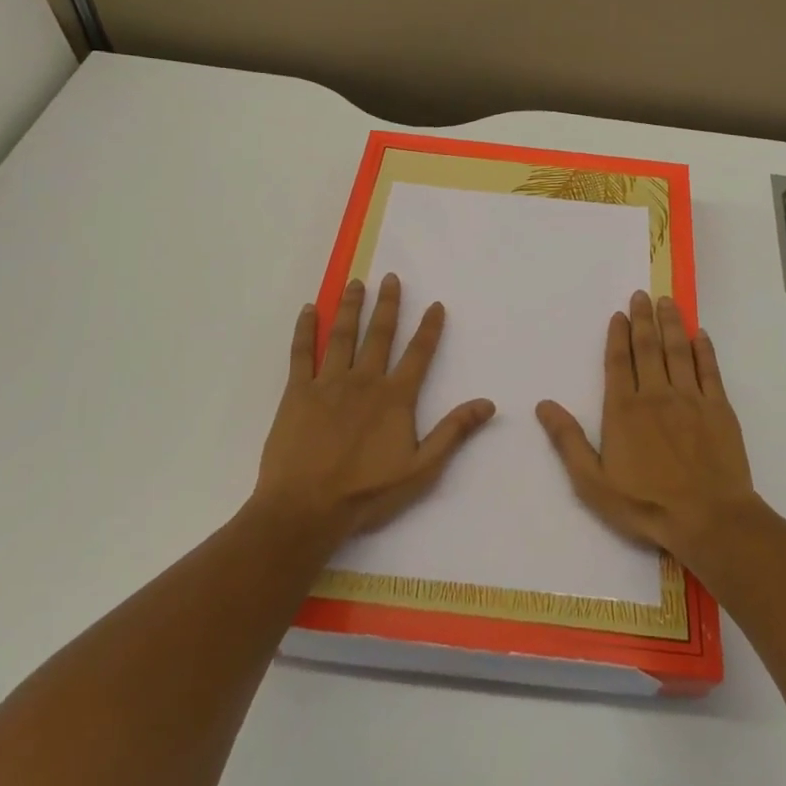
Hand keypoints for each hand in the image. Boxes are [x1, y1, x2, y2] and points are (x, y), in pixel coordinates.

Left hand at [252, 274, 494, 542]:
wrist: (305, 508)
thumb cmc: (366, 493)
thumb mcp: (421, 469)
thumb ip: (453, 432)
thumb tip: (488, 403)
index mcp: (395, 397)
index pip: (418, 353)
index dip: (429, 328)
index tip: (436, 304)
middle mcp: (364, 380)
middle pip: (379, 334)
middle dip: (388, 304)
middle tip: (391, 277)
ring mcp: (328, 383)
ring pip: (342, 335)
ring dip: (350, 307)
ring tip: (355, 284)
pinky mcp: (297, 392)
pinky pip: (302, 353)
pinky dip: (304, 330)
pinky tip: (307, 310)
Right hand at [536, 290, 756, 564]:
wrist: (709, 519)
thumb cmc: (646, 504)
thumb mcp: (593, 482)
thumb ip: (569, 441)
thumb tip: (544, 405)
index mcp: (624, 409)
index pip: (619, 362)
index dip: (618, 335)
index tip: (619, 314)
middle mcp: (656, 394)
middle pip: (648, 347)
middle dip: (643, 318)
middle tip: (642, 295)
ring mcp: (690, 398)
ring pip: (678, 350)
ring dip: (672, 323)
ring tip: (667, 302)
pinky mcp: (719, 408)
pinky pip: (710, 370)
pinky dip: (704, 349)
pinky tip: (701, 335)